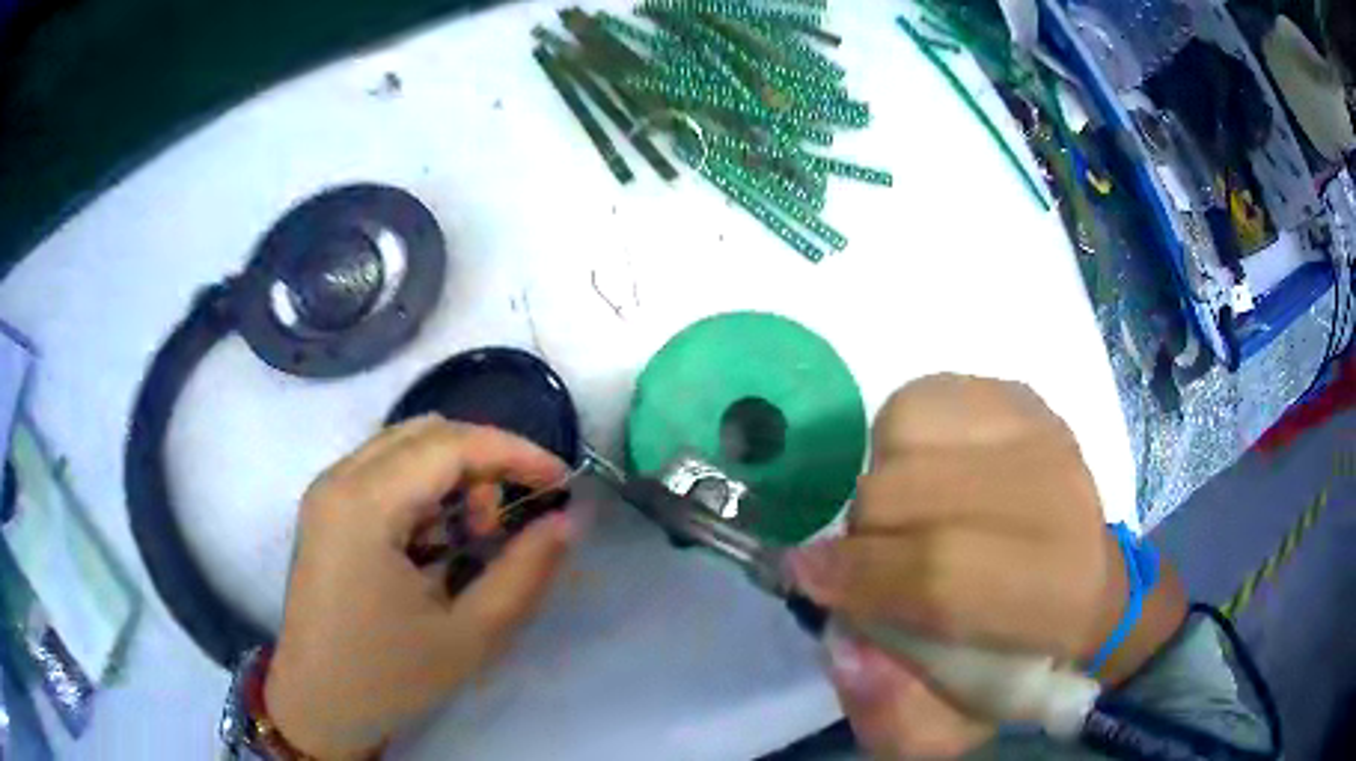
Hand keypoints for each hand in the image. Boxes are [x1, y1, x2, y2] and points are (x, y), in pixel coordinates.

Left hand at [264, 417, 577, 759]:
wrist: (318, 705)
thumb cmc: (390, 676)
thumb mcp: (471, 634)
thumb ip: (526, 571)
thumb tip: (568, 518)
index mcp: (365, 505)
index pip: (450, 444)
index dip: (514, 452)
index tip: (562, 480)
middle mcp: (338, 479)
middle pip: (427, 433)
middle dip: (485, 460)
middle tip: (515, 516)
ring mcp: (326, 491)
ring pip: (404, 445)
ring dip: (453, 472)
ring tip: (476, 534)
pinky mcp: (325, 508)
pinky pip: (383, 468)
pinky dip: (424, 486)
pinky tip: (437, 539)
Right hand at [790, 375, 1182, 757]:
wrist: (1091, 590)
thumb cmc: (1017, 663)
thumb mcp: (952, 727)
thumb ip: (893, 715)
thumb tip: (846, 652)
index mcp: (1054, 597)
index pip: (941, 575)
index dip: (862, 578)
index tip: (809, 581)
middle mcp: (1058, 498)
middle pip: (913, 492)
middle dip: (865, 534)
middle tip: (868, 562)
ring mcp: (1042, 433)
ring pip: (910, 429)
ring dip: (884, 478)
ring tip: (903, 513)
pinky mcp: (1023, 400)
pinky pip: (928, 397)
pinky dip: (904, 435)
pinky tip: (925, 469)